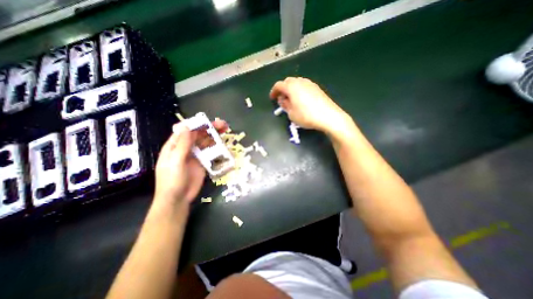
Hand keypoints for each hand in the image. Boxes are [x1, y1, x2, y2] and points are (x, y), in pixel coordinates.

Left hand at [156, 119, 227, 207]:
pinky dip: (217, 148)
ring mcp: (195, 155)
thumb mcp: (175, 161)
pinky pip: (210, 152)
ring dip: (215, 136)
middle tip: (223, 125)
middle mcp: (186, 148)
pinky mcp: (203, 162)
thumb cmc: (172, 180)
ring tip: (226, 132)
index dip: (198, 124)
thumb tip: (187, 126)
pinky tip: (224, 145)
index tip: (209, 121)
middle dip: (210, 128)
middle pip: (199, 134)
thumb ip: (182, 144)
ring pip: (206, 142)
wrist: (178, 199)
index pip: (187, 130)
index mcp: (175, 145)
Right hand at [268, 77, 352, 134]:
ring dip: (291, 89)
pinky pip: (304, 86)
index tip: (272, 98)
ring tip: (291, 99)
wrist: (328, 116)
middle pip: (287, 81)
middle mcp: (300, 82)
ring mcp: (310, 84)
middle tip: (282, 99)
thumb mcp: (291, 114)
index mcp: (291, 87)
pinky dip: (299, 90)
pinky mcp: (317, 88)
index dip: (273, 91)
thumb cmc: (306, 116)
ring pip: (297, 83)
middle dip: (283, 89)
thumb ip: (285, 105)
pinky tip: (301, 99)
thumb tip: (283, 100)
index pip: (278, 85)